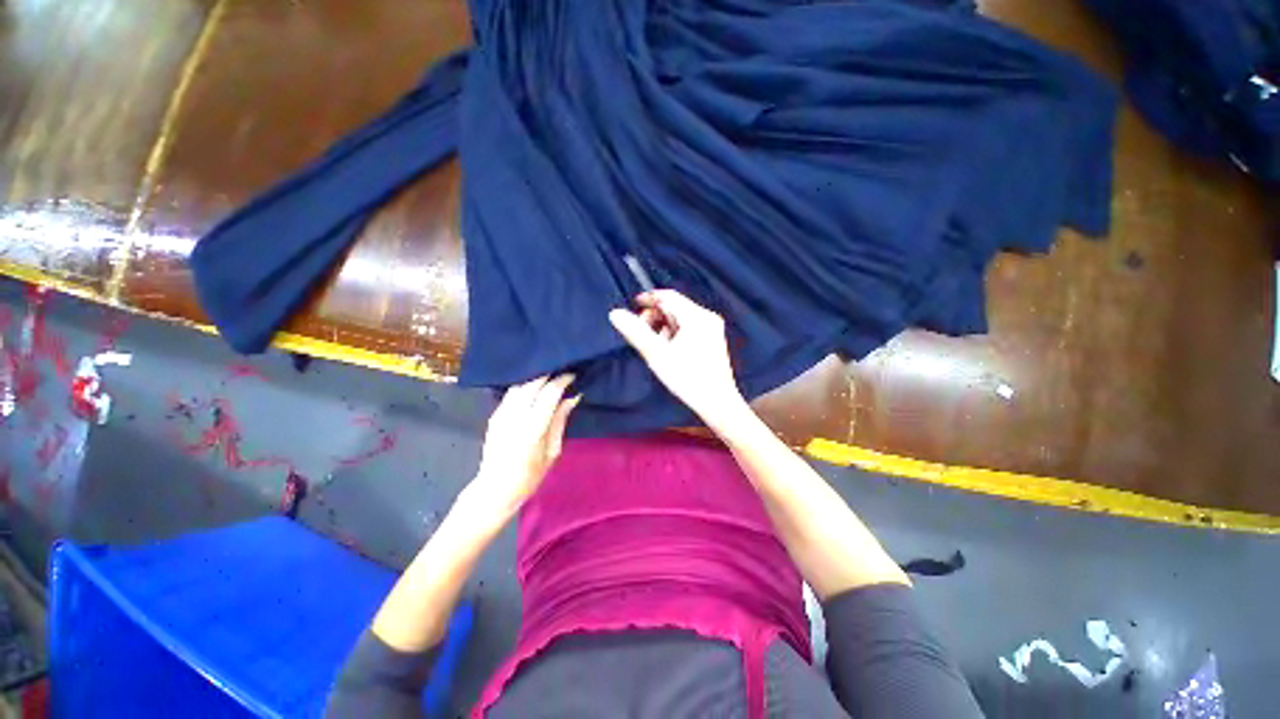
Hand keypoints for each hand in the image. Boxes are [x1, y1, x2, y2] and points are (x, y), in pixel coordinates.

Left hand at [467, 374, 580, 518]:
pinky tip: (534, 386)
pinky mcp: (494, 415)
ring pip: (520, 385)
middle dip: (549, 373)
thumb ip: (560, 421)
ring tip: (550, 375)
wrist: (495, 489)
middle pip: (532, 383)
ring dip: (536, 377)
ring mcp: (501, 414)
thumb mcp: (553, 451)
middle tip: (562, 370)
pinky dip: (525, 385)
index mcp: (532, 428)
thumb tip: (572, 397)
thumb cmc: (530, 475)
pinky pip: (511, 392)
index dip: (562, 380)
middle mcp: (515, 416)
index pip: (549, 393)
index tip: (573, 375)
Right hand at [608, 290, 748, 431]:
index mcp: (697, 317)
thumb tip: (615, 314)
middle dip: (655, 316)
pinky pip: (689, 326)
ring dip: (664, 325)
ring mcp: (712, 328)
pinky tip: (670, 349)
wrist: (717, 402)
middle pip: (675, 306)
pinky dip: (675, 332)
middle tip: (642, 332)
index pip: (668, 297)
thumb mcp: (657, 355)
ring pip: (681, 317)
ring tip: (656, 345)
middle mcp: (707, 317)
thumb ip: (636, 332)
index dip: (648, 299)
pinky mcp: (713, 338)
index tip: (633, 305)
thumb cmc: (687, 379)